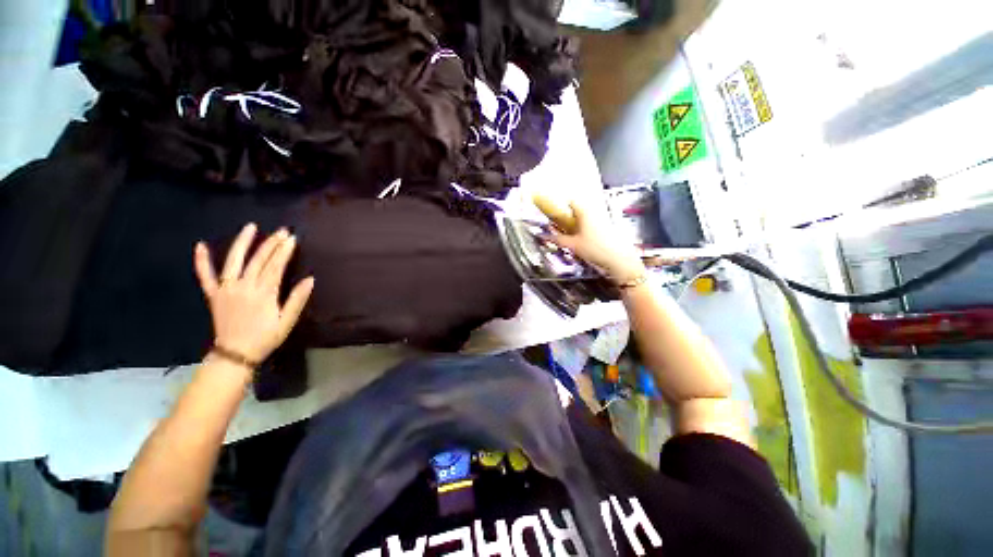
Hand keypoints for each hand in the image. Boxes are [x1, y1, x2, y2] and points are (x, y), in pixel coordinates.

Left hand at [194, 223, 313, 363]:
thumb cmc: (265, 337)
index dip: (284, 251)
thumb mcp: (287, 321)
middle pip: (258, 260)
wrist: (235, 354)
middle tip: (281, 231)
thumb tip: (310, 279)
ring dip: (242, 243)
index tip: (292, 239)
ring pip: (233, 261)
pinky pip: (205, 276)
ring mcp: (225, 289)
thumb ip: (297, 299)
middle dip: (271, 243)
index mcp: (263, 294)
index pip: (275, 266)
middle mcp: (243, 287)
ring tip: (250, 227)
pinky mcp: (213, 295)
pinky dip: (201, 261)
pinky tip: (200, 245)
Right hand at [542, 201, 645, 283]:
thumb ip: (558, 239)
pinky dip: (584, 229)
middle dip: (567, 216)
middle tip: (558, 225)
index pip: (571, 201)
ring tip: (567, 234)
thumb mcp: (573, 245)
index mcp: (585, 212)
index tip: (553, 212)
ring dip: (575, 223)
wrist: (619, 259)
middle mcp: (594, 212)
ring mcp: (602, 220)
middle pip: (578, 209)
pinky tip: (581, 240)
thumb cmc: (594, 249)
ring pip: (585, 217)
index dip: (561, 205)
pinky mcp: (607, 228)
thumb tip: (543, 236)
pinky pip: (592, 224)